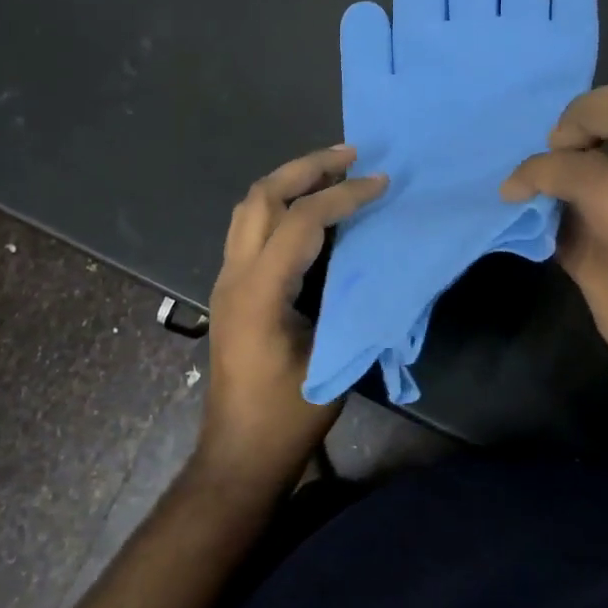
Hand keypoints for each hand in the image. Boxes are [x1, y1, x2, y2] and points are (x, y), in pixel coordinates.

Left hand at [196, 145, 387, 491]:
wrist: (239, 453)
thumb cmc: (288, 415)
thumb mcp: (329, 358)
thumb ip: (349, 300)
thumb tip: (374, 256)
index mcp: (258, 292)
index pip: (299, 221)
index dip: (342, 196)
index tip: (380, 183)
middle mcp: (234, 275)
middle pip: (262, 196)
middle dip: (306, 167)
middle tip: (350, 154)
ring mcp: (226, 280)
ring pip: (250, 207)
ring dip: (289, 181)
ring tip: (332, 170)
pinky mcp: (231, 289)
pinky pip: (251, 227)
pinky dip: (281, 204)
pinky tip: (310, 209)